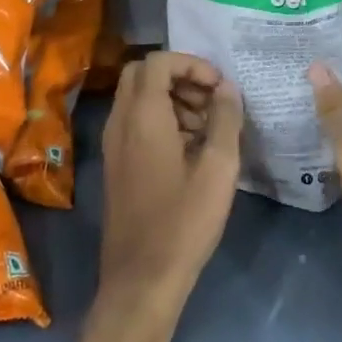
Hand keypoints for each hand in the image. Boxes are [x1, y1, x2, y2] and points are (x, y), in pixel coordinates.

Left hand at [98, 52, 241, 313]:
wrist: (141, 281)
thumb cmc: (184, 222)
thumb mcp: (218, 168)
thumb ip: (226, 119)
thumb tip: (228, 88)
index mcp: (142, 117)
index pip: (159, 61)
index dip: (192, 64)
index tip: (220, 87)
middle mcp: (120, 123)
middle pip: (143, 73)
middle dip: (180, 76)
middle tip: (211, 100)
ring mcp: (113, 145)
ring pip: (137, 97)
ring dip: (172, 97)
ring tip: (207, 126)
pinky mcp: (116, 165)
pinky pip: (135, 122)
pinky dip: (161, 119)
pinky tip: (191, 148)